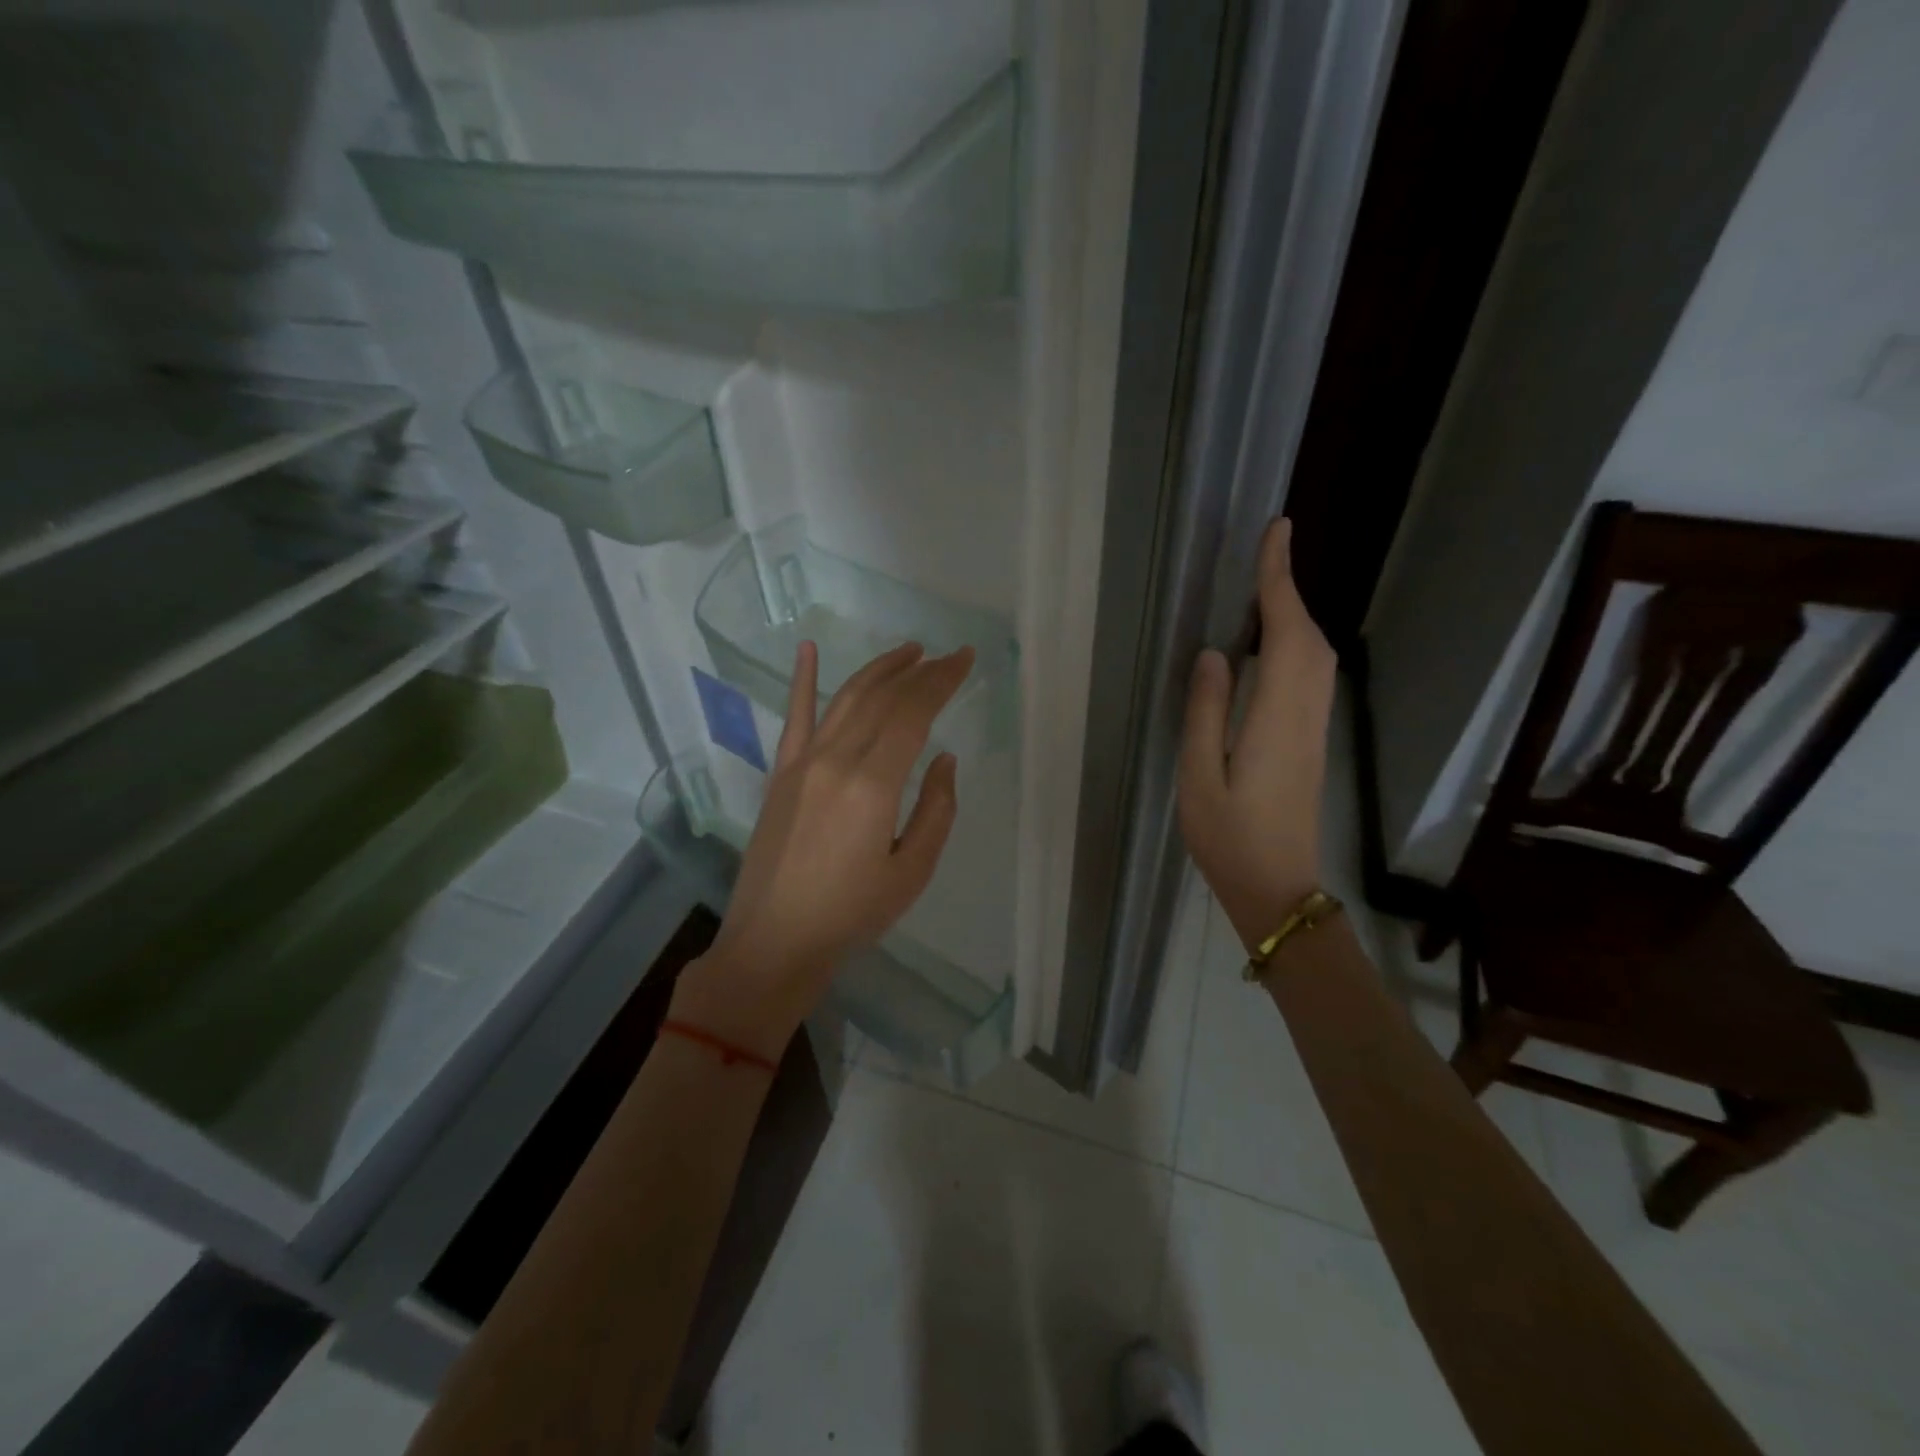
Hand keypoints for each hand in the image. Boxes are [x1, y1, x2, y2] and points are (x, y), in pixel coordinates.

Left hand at [671, 640, 973, 1059]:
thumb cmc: (851, 914)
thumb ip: (937, 810)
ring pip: (844, 699)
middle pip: (882, 699)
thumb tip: (943, 759)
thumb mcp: (911, 872)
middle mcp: (834, 761)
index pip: (912, 713)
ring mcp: (801, 763)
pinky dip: (802, 680)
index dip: (941, 681)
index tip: (964, 660)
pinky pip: (793, 718)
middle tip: (946, 656)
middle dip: (918, 671)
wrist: (774, 941)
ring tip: (907, 651)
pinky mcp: (780, 774)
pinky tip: (807, 649)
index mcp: (872, 785)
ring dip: (878, 669)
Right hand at [1178, 517, 1337, 951]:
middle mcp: (1304, 716)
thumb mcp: (1199, 777)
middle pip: (1310, 640)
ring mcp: (1312, 731)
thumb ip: (1206, 713)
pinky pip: (1310, 679)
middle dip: (1288, 592)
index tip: (1276, 533)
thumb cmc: (1228, 838)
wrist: (1277, 889)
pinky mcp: (1309, 744)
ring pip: (1316, 659)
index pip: (1285, 635)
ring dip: (1293, 617)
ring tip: (1262, 592)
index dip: (1279, 582)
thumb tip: (1212, 655)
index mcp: (1275, 719)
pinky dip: (1294, 646)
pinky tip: (1268, 648)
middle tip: (1265, 553)